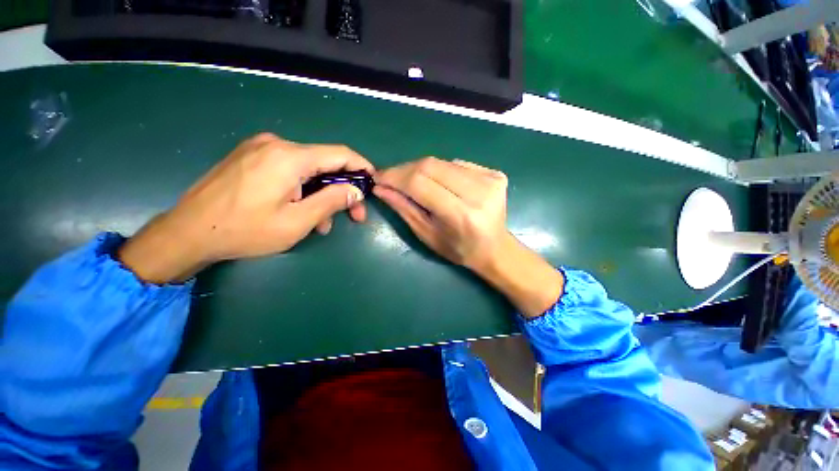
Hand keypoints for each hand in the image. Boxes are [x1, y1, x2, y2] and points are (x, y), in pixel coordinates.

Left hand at [119, 133, 372, 282]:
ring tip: (324, 222)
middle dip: (343, 189)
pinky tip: (303, 211)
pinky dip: (304, 189)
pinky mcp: (252, 158)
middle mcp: (276, 145)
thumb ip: (331, 202)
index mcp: (289, 157)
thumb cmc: (244, 231)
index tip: (374, 181)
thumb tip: (356, 191)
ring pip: (308, 170)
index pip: (339, 154)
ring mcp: (261, 149)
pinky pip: (290, 171)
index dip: (361, 166)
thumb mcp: (297, 222)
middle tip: (354, 214)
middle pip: (324, 163)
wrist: (187, 232)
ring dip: (322, 194)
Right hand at [374, 157, 508, 271]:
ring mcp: (490, 179)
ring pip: (443, 162)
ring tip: (413, 182)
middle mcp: (479, 192)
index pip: (420, 182)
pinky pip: (457, 164)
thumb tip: (380, 187)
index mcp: (461, 215)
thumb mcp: (427, 235)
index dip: (395, 176)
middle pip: (431, 165)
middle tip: (391, 178)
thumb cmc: (458, 249)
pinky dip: (441, 170)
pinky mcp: (495, 173)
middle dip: (405, 170)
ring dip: (422, 169)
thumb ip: (404, 209)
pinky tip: (440, 183)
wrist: (494, 248)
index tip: (378, 178)